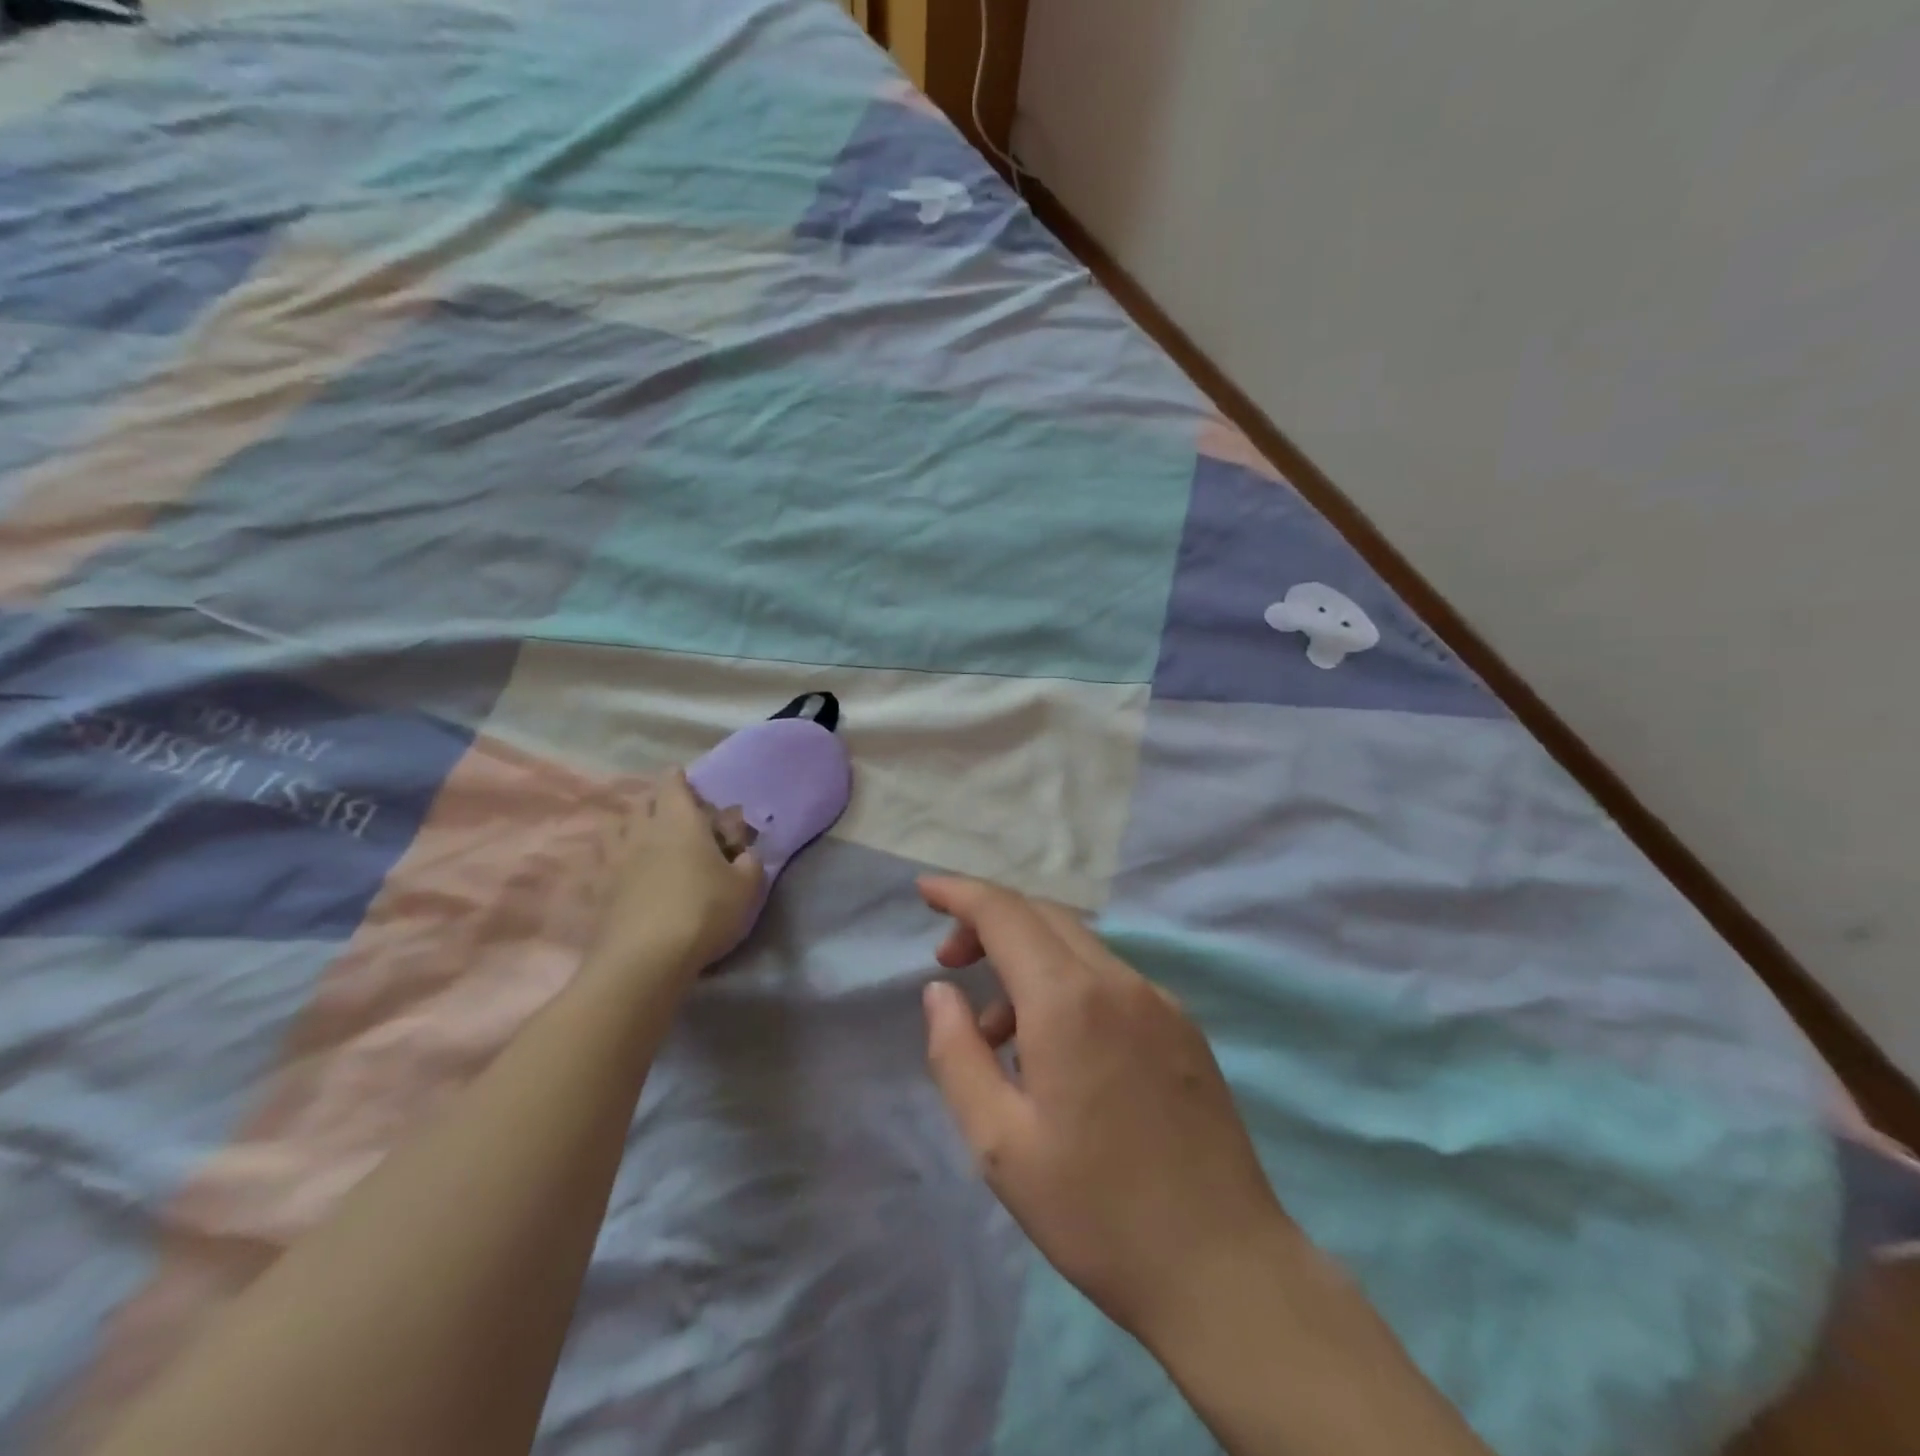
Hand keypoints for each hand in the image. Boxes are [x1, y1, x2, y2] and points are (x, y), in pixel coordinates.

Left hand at [589, 770, 763, 980]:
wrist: (645, 959)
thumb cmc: (703, 912)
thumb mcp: (746, 887)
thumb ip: (749, 863)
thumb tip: (745, 854)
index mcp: (680, 820)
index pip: (673, 783)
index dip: (680, 779)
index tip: (688, 782)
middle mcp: (643, 830)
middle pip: (642, 801)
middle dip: (656, 800)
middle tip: (675, 813)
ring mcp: (615, 859)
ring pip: (615, 825)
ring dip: (629, 824)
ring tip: (645, 837)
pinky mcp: (599, 888)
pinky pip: (602, 860)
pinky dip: (612, 857)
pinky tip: (624, 869)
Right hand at [917, 876, 1294, 1349]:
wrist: (1224, 1269)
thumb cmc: (1097, 1211)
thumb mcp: (999, 1143)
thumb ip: (957, 1054)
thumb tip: (940, 991)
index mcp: (1069, 1000)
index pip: (1005, 913)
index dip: (960, 892)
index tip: (925, 890)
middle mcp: (1118, 982)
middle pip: (1043, 917)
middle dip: (989, 924)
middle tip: (951, 965)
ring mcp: (1159, 1001)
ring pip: (1078, 947)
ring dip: (1028, 962)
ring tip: (998, 1035)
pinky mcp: (1183, 1028)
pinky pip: (1110, 980)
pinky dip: (1068, 986)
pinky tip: (1058, 1052)